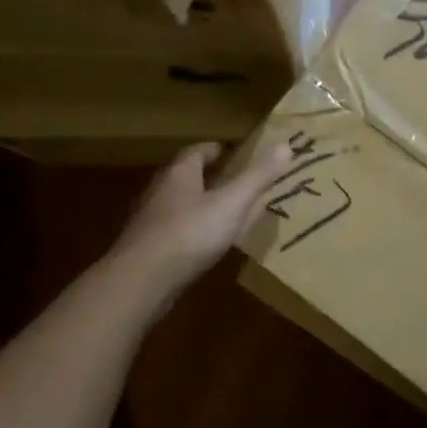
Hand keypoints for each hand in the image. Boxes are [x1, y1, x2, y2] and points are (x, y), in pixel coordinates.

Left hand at [111, 141, 292, 294]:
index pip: (197, 152)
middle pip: (185, 177)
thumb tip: (285, 145)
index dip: (216, 150)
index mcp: (180, 175)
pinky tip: (204, 245)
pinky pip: (173, 232)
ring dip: (198, 205)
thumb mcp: (233, 203)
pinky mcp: (147, 250)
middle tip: (233, 181)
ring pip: (178, 205)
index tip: (233, 152)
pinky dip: (191, 232)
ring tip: (224, 213)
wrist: (141, 281)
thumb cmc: (190, 233)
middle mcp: (161, 192)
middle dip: (208, 176)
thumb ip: (258, 177)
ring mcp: (150, 222)